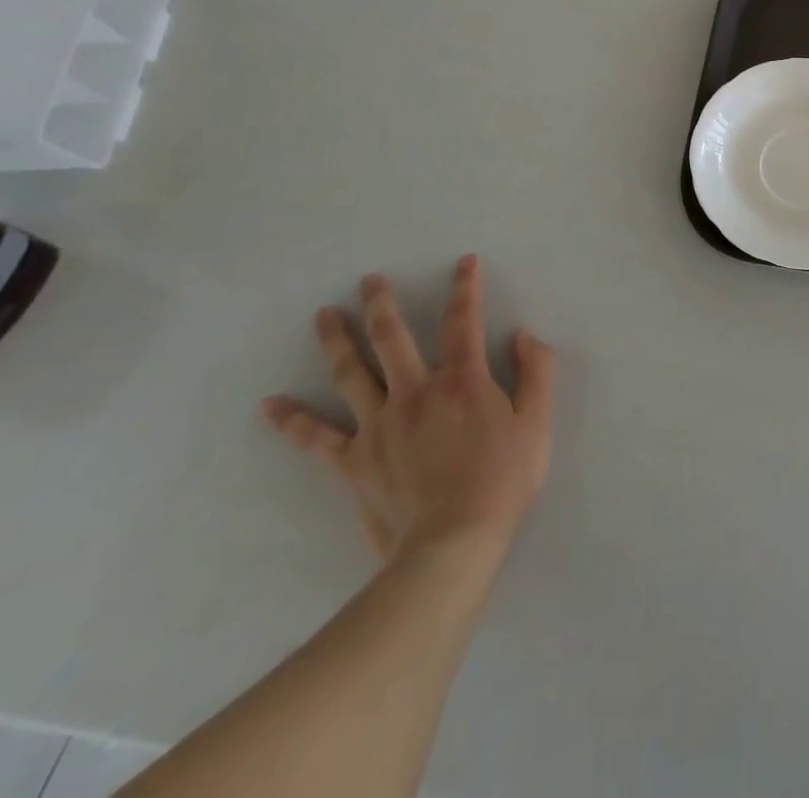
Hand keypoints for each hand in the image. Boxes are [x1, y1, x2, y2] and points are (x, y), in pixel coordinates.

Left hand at [262, 255, 555, 575]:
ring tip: (323, 315)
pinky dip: (293, 422)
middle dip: (382, 305)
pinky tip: (270, 406)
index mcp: (463, 381)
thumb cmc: (503, 481)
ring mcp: (379, 425)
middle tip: (369, 280)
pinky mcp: (354, 461)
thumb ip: (536, 373)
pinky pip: (318, 438)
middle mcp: (416, 392)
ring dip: (337, 341)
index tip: (464, 262)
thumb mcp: (538, 424)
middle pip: (392, 338)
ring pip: (352, 374)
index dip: (465, 288)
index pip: (464, 322)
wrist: (453, 544)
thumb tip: (523, 336)